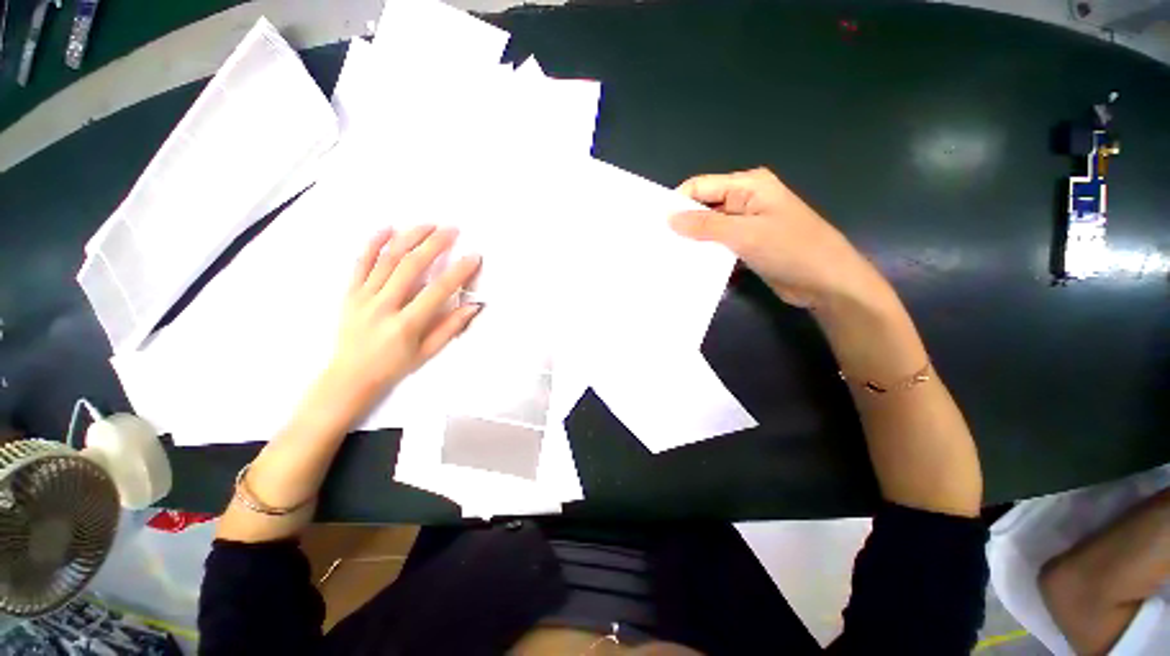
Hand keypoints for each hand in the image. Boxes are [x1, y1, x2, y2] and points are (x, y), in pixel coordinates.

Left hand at [325, 225, 481, 411]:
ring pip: (387, 259)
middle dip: (434, 244)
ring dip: (409, 238)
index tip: (473, 257)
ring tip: (427, 225)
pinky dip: (373, 243)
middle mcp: (383, 306)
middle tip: (452, 230)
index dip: (458, 272)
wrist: (350, 376)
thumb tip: (473, 306)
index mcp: (406, 324)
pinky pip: (360, 263)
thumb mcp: (427, 352)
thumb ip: (450, 327)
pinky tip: (387, 229)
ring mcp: (363, 297)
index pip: (437, 291)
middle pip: (410, 266)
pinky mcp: (350, 293)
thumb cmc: (394, 366)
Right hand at [670, 168, 885, 308]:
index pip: (701, 187)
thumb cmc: (790, 249)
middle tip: (658, 243)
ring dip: (693, 240)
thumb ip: (705, 226)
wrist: (827, 282)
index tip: (655, 224)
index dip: (677, 202)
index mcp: (748, 186)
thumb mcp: (744, 234)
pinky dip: (706, 251)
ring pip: (710, 227)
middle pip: (704, 206)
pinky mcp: (747, 244)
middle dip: (683, 223)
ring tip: (668, 255)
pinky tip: (689, 264)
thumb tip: (669, 218)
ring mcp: (746, 223)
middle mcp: (745, 200)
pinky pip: (719, 243)